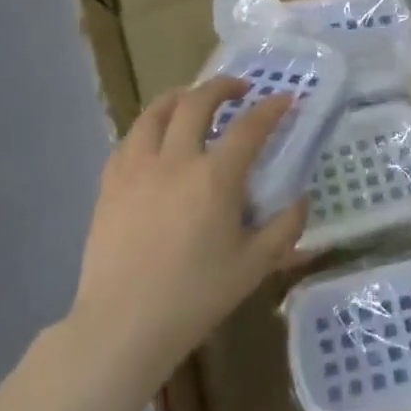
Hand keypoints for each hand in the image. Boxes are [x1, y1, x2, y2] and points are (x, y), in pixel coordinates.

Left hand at [69, 78, 306, 368]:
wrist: (124, 324)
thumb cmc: (196, 295)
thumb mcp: (255, 265)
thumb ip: (285, 228)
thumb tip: (300, 200)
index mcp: (215, 177)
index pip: (250, 126)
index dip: (272, 108)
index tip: (286, 99)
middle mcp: (176, 160)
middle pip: (197, 102)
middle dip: (222, 86)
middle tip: (240, 89)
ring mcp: (137, 169)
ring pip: (155, 112)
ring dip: (180, 96)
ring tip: (192, 99)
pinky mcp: (110, 185)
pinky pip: (129, 140)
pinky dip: (149, 127)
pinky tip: (155, 139)